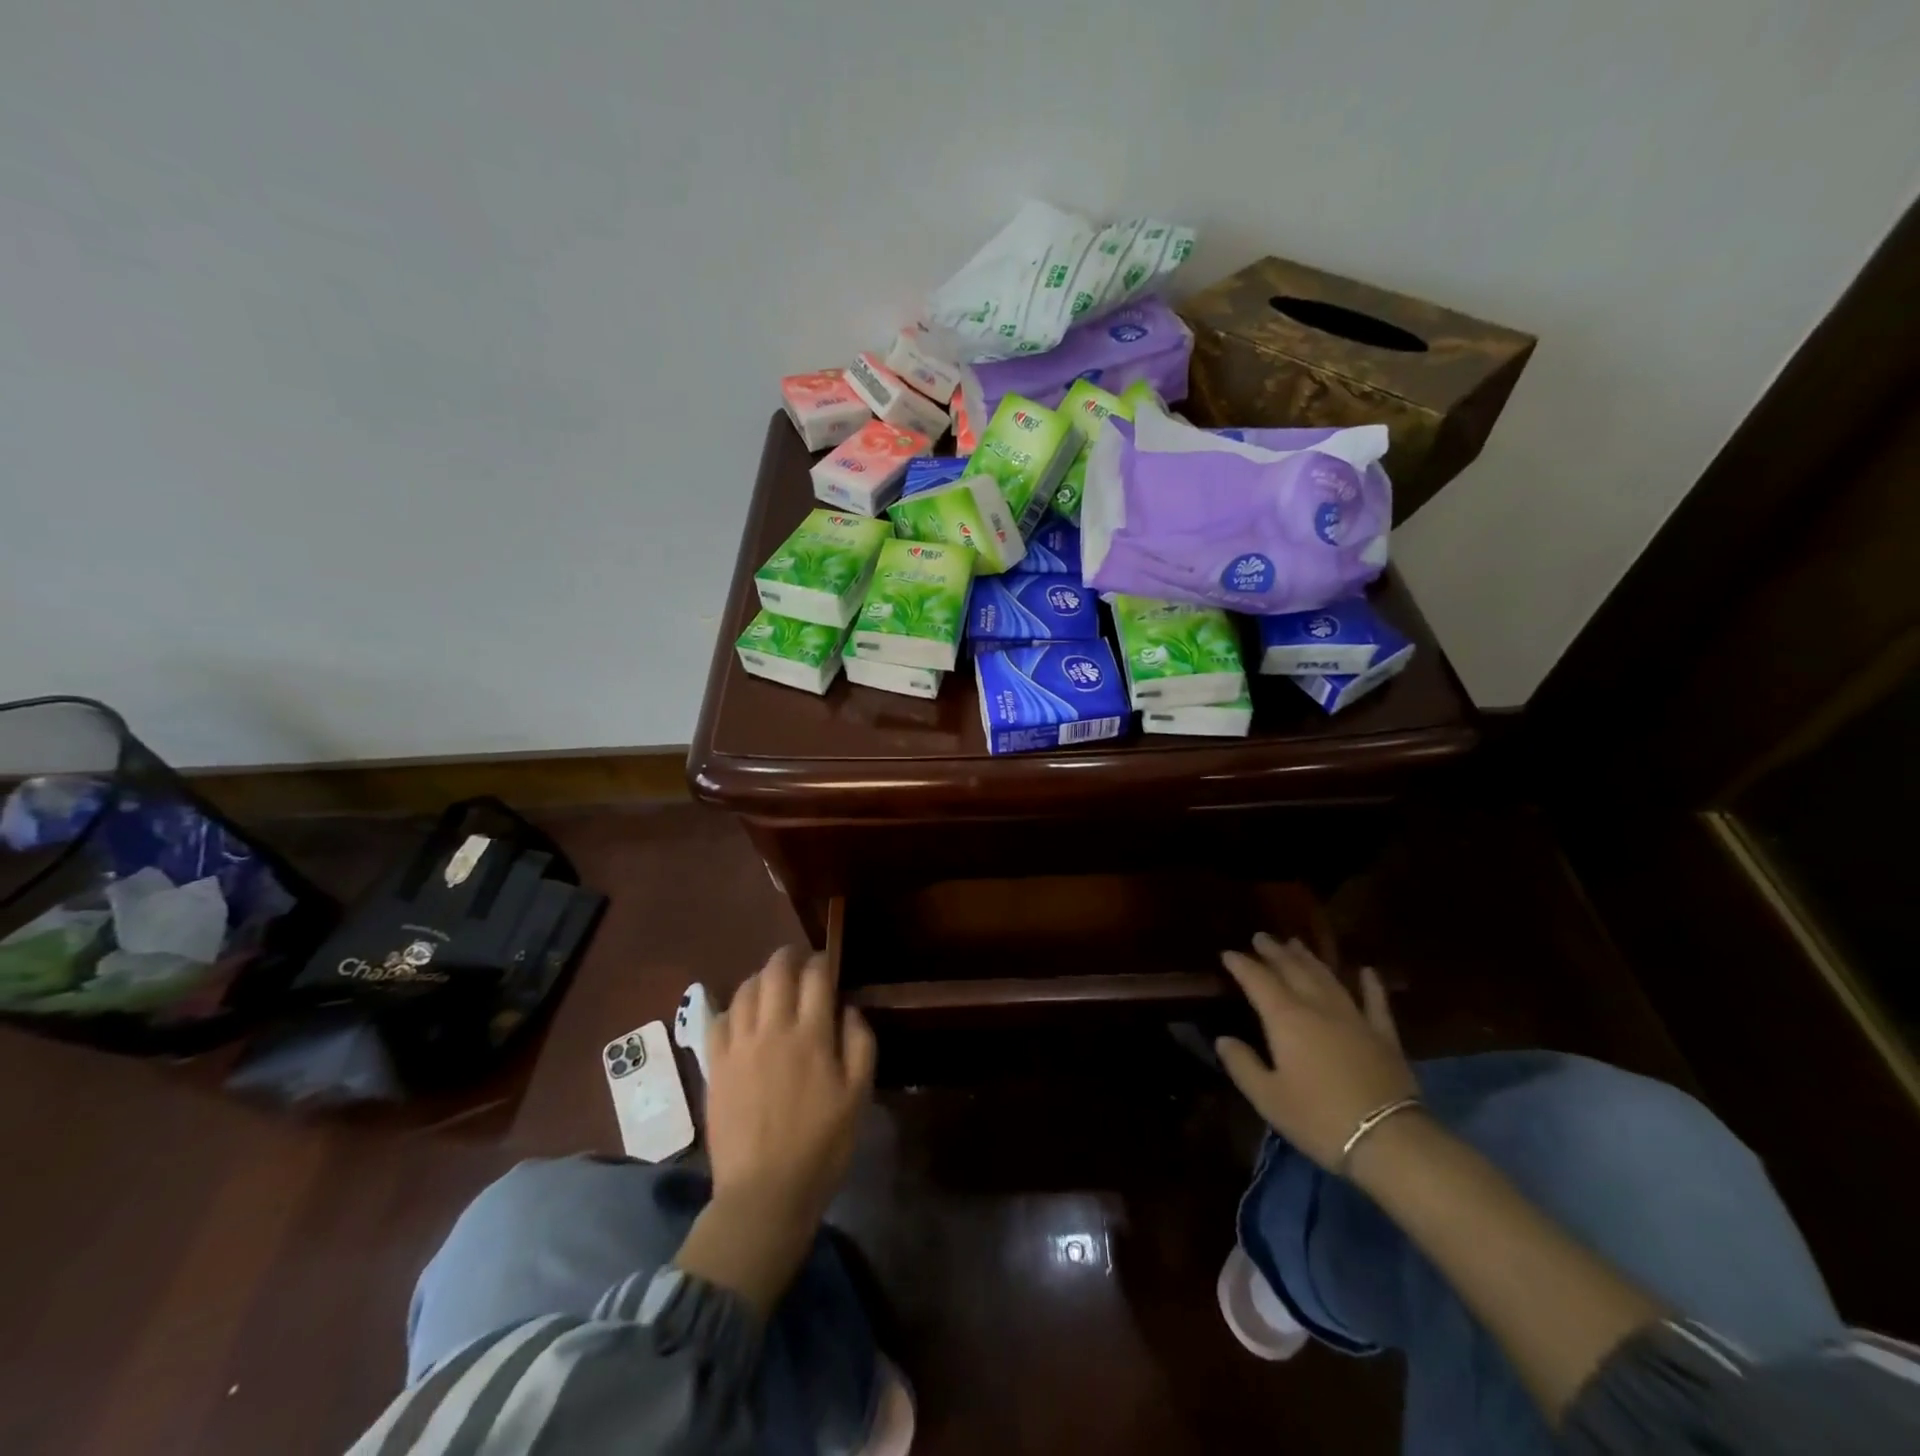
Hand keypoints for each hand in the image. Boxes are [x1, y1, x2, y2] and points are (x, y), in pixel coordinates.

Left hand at [705, 945, 875, 1231]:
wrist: (763, 1193)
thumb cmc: (821, 1146)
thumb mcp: (858, 1096)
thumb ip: (859, 1044)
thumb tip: (848, 1008)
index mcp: (811, 1035)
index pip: (815, 976)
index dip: (822, 962)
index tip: (827, 965)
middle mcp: (772, 1029)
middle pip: (775, 972)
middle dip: (788, 957)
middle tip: (799, 962)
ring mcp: (738, 1046)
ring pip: (745, 990)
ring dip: (761, 979)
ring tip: (771, 986)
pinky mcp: (715, 1066)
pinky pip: (717, 1021)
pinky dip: (731, 1009)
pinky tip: (741, 1018)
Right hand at [1215, 933, 1417, 1170]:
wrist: (1389, 1140)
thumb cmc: (1319, 1119)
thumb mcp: (1268, 1098)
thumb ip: (1242, 1065)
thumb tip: (1223, 1039)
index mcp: (1286, 1018)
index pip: (1258, 980)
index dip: (1241, 965)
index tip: (1227, 953)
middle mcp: (1318, 1007)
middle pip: (1293, 970)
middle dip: (1274, 952)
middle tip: (1261, 937)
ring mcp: (1354, 1018)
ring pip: (1327, 978)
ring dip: (1310, 959)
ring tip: (1296, 943)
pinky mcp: (1384, 1036)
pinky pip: (1375, 1002)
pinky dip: (1370, 985)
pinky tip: (1366, 971)